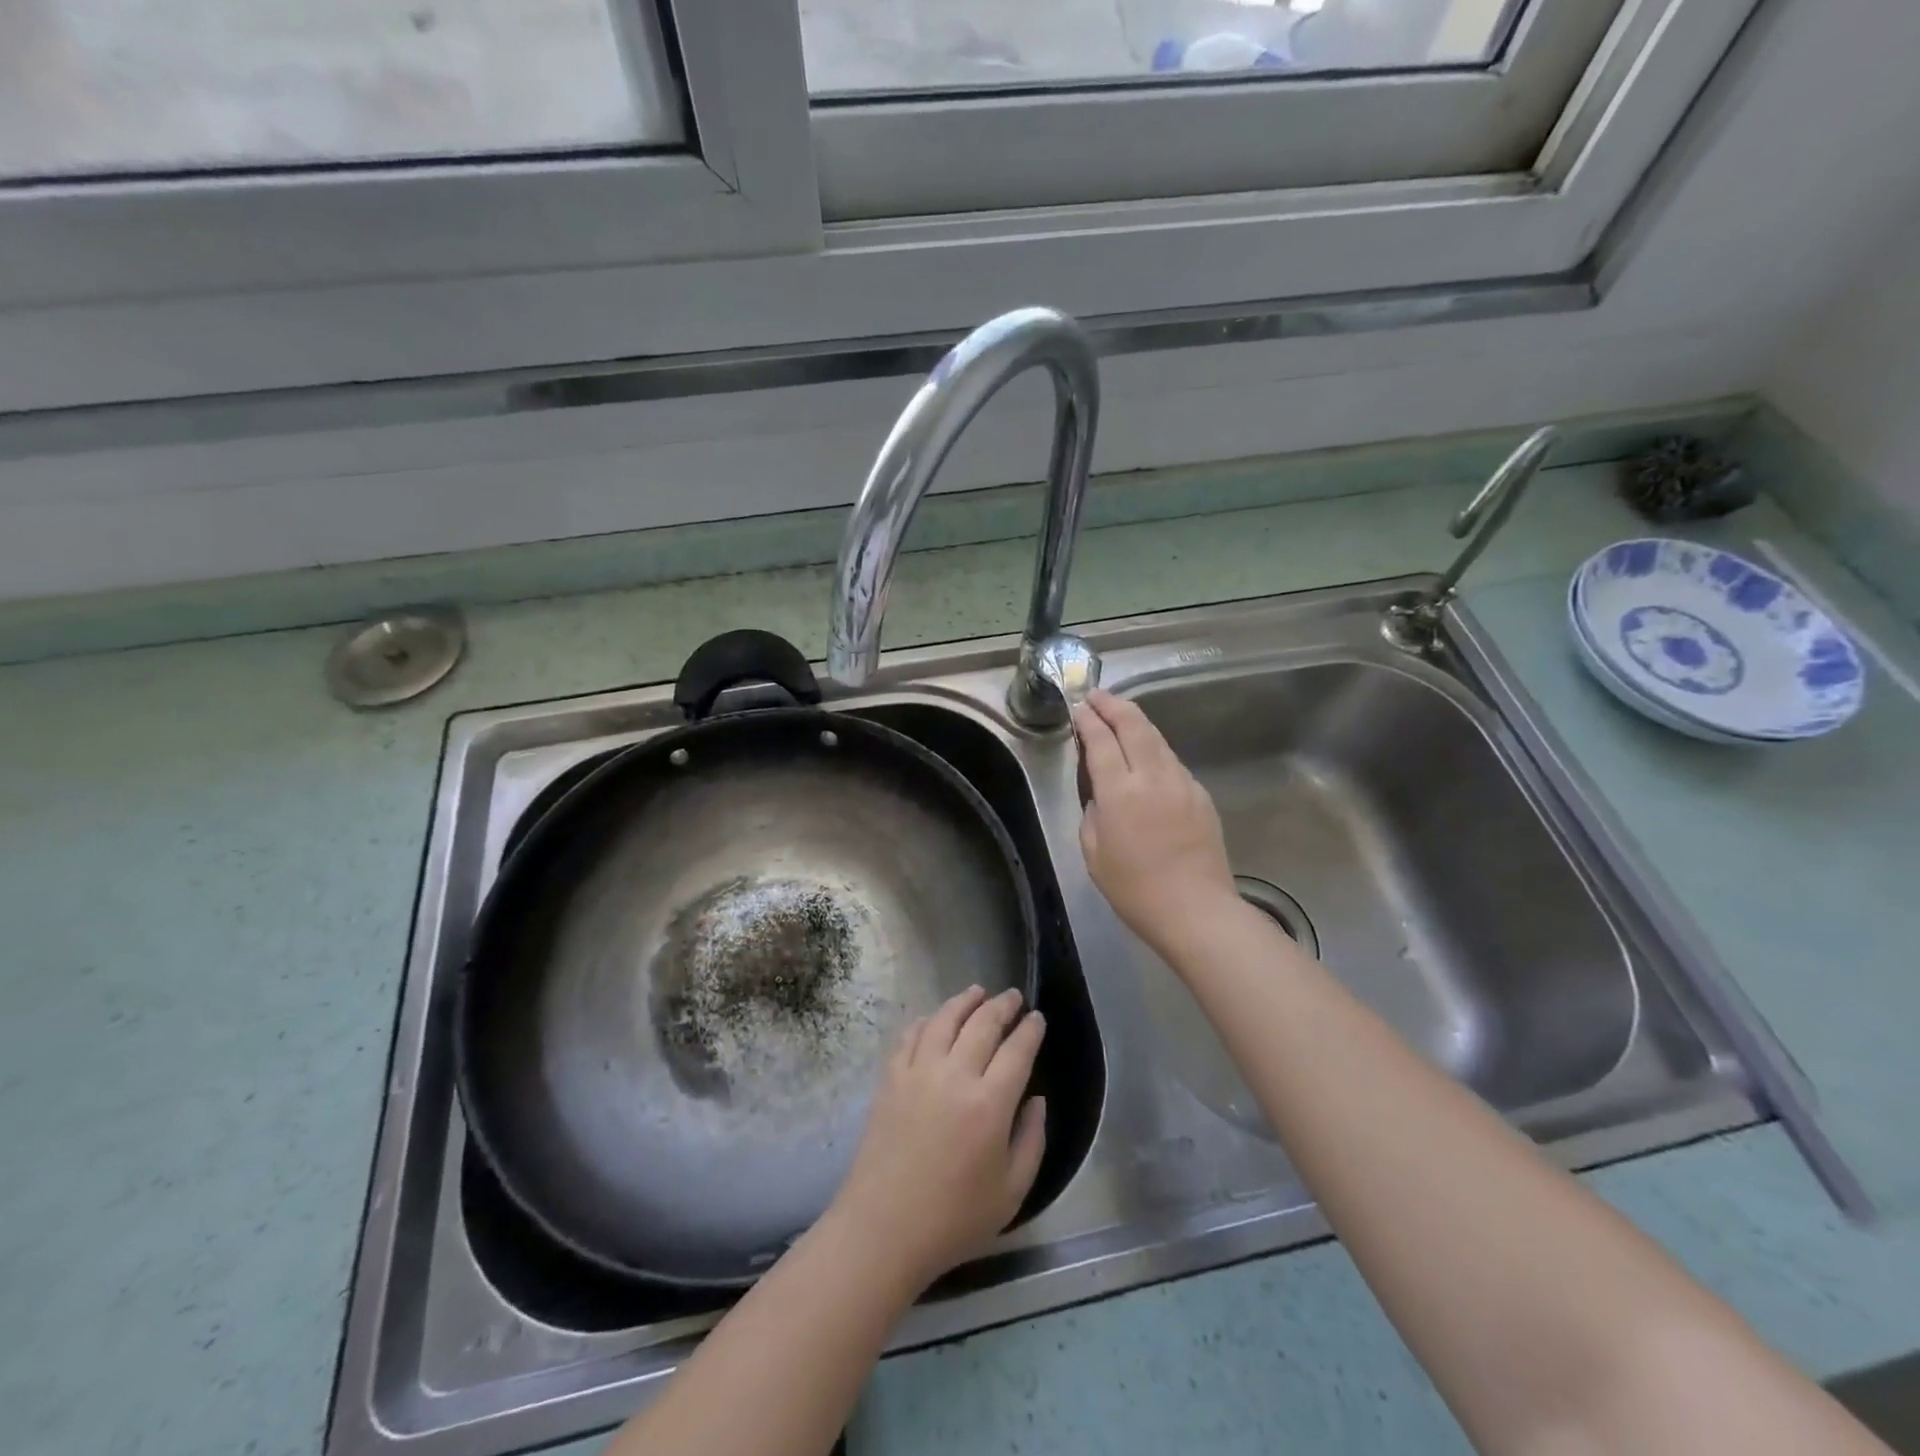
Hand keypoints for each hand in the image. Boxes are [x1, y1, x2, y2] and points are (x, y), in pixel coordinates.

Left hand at [829, 986, 1046, 1292]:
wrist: (883, 1229)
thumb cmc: (954, 1219)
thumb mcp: (1012, 1193)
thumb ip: (1032, 1140)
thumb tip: (1036, 1099)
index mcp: (990, 1103)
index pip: (1017, 1050)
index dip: (1030, 1029)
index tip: (1037, 1018)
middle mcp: (955, 1075)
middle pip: (982, 1023)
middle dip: (1002, 1006)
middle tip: (1013, 997)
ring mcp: (918, 1072)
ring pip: (944, 1019)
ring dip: (964, 1001)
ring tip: (977, 992)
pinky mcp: (890, 1078)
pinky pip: (911, 1036)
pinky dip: (927, 1021)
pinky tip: (934, 1019)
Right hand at [1074, 690, 1238, 958]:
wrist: (1196, 910)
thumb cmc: (1135, 889)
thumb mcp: (1093, 853)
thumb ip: (1092, 812)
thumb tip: (1100, 793)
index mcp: (1120, 792)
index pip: (1101, 740)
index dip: (1087, 719)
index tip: (1078, 706)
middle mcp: (1153, 777)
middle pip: (1134, 725)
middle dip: (1113, 705)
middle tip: (1097, 696)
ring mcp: (1182, 782)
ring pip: (1157, 738)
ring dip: (1136, 722)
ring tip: (1120, 716)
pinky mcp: (1201, 794)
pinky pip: (1172, 761)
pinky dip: (1154, 749)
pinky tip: (1146, 756)